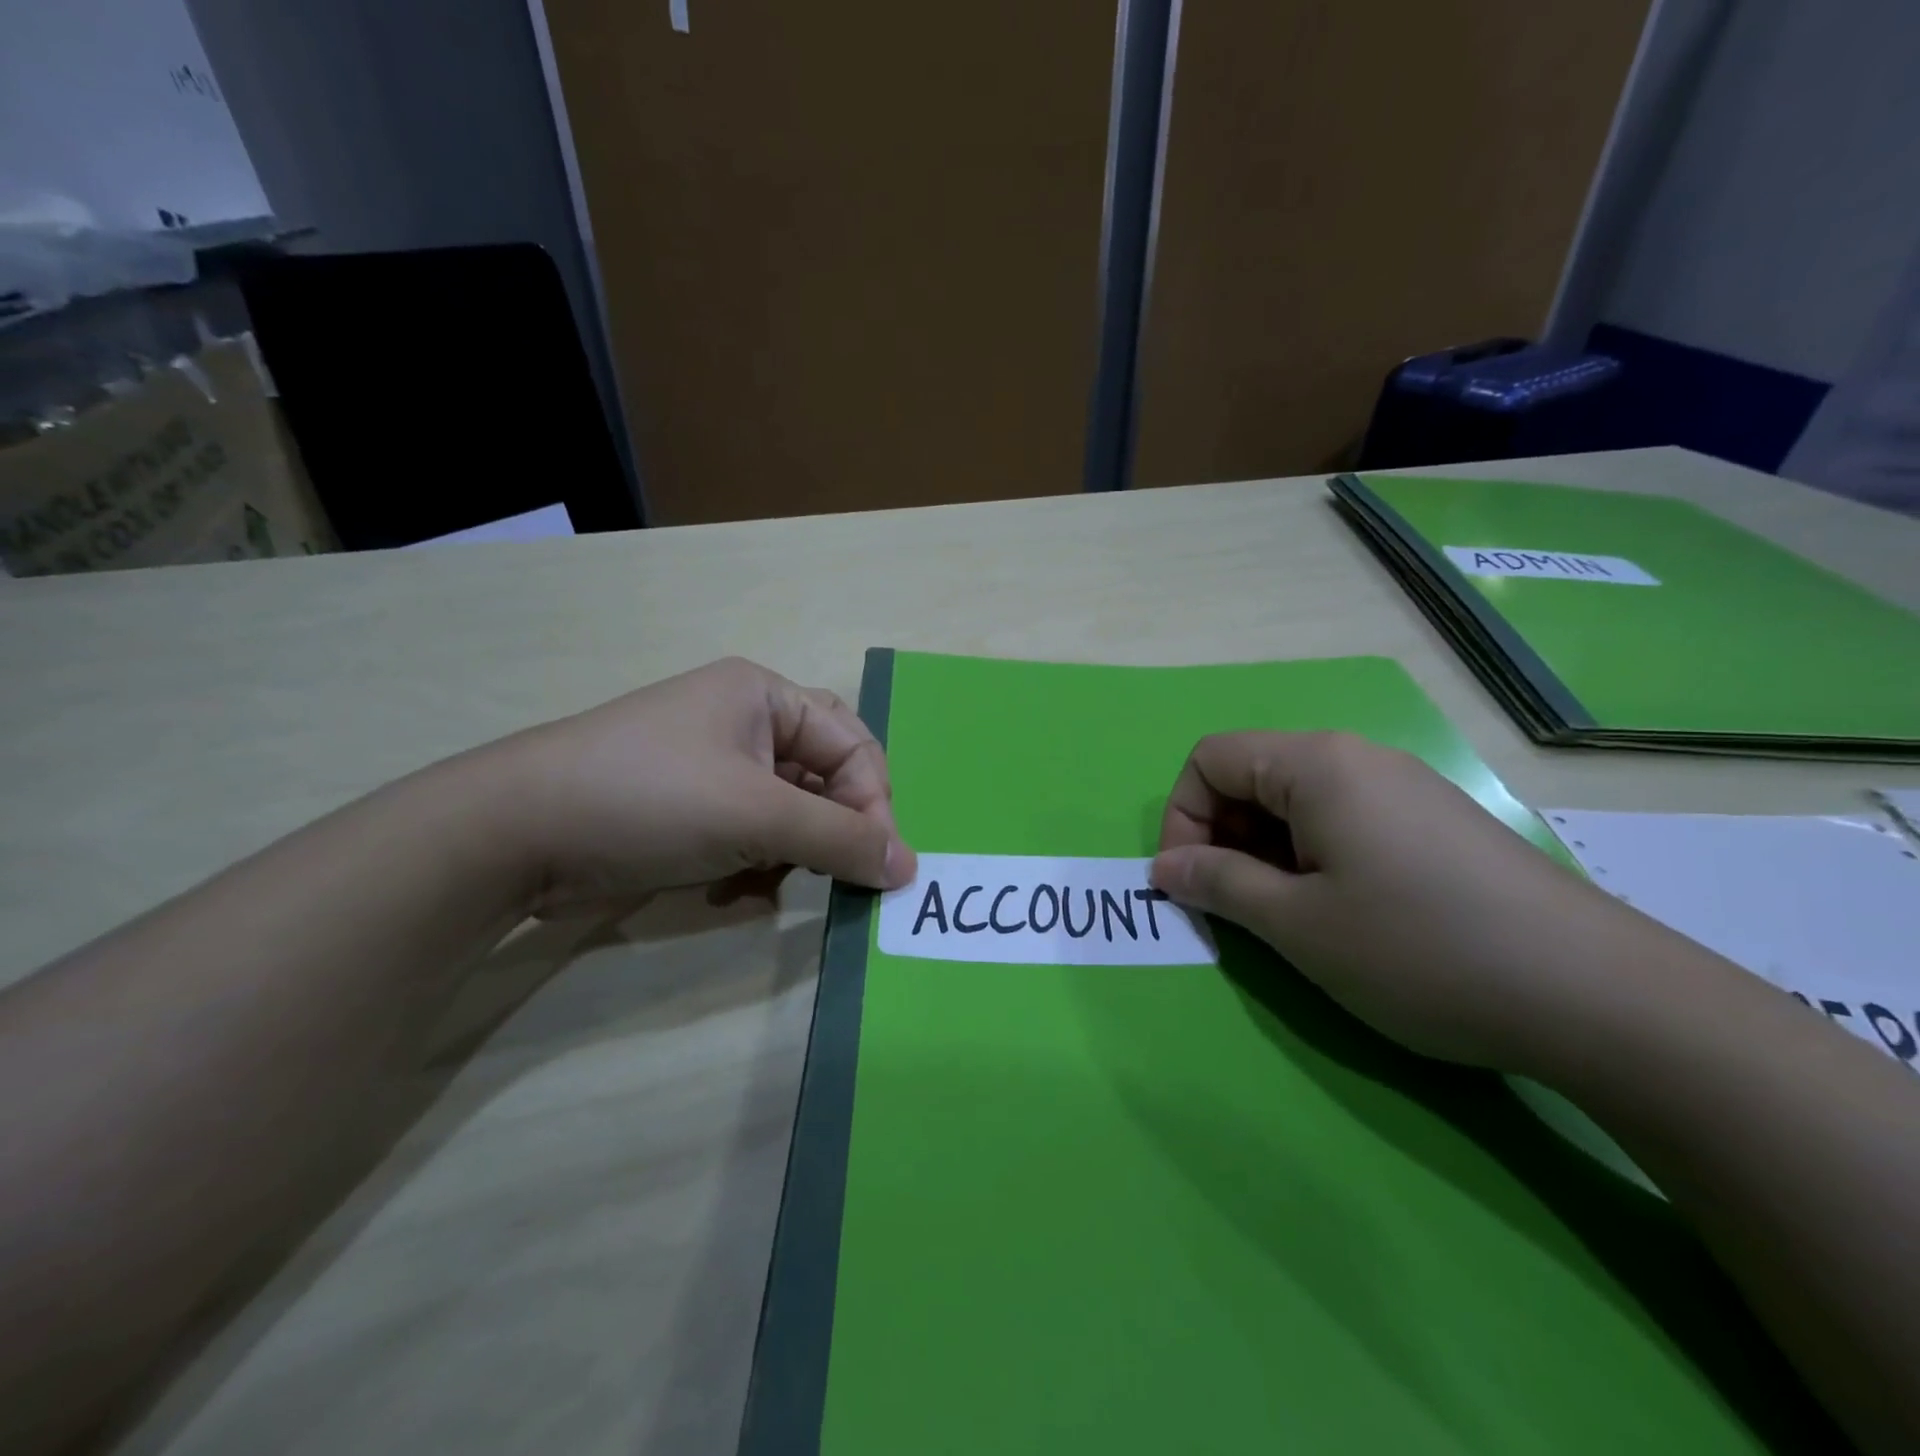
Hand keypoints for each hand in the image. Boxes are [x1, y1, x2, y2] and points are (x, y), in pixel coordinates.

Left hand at [487, 658, 916, 915]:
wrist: (514, 834)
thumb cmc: (650, 799)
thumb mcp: (757, 816)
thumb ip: (841, 839)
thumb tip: (909, 869)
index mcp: (764, 696)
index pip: (852, 746)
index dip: (874, 805)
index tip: (881, 867)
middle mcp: (745, 722)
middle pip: (824, 777)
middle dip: (832, 829)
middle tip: (839, 873)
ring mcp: (714, 766)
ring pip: (790, 812)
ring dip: (792, 852)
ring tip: (767, 881)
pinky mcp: (690, 807)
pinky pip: (752, 832)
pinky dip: (756, 863)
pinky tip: (733, 888)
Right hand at [1148, 731, 1630, 1069]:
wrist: (1599, 996)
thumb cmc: (1421, 948)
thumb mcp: (1298, 925)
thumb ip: (1219, 884)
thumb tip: (1166, 868)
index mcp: (1317, 764)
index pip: (1210, 758)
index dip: (1182, 818)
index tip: (1192, 883)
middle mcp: (1359, 758)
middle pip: (1253, 775)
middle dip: (1224, 837)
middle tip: (1239, 908)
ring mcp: (1404, 788)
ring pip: (1298, 802)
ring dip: (1268, 853)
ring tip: (1292, 919)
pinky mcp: (1435, 822)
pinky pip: (1344, 821)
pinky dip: (1315, 859)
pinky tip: (1347, 914)